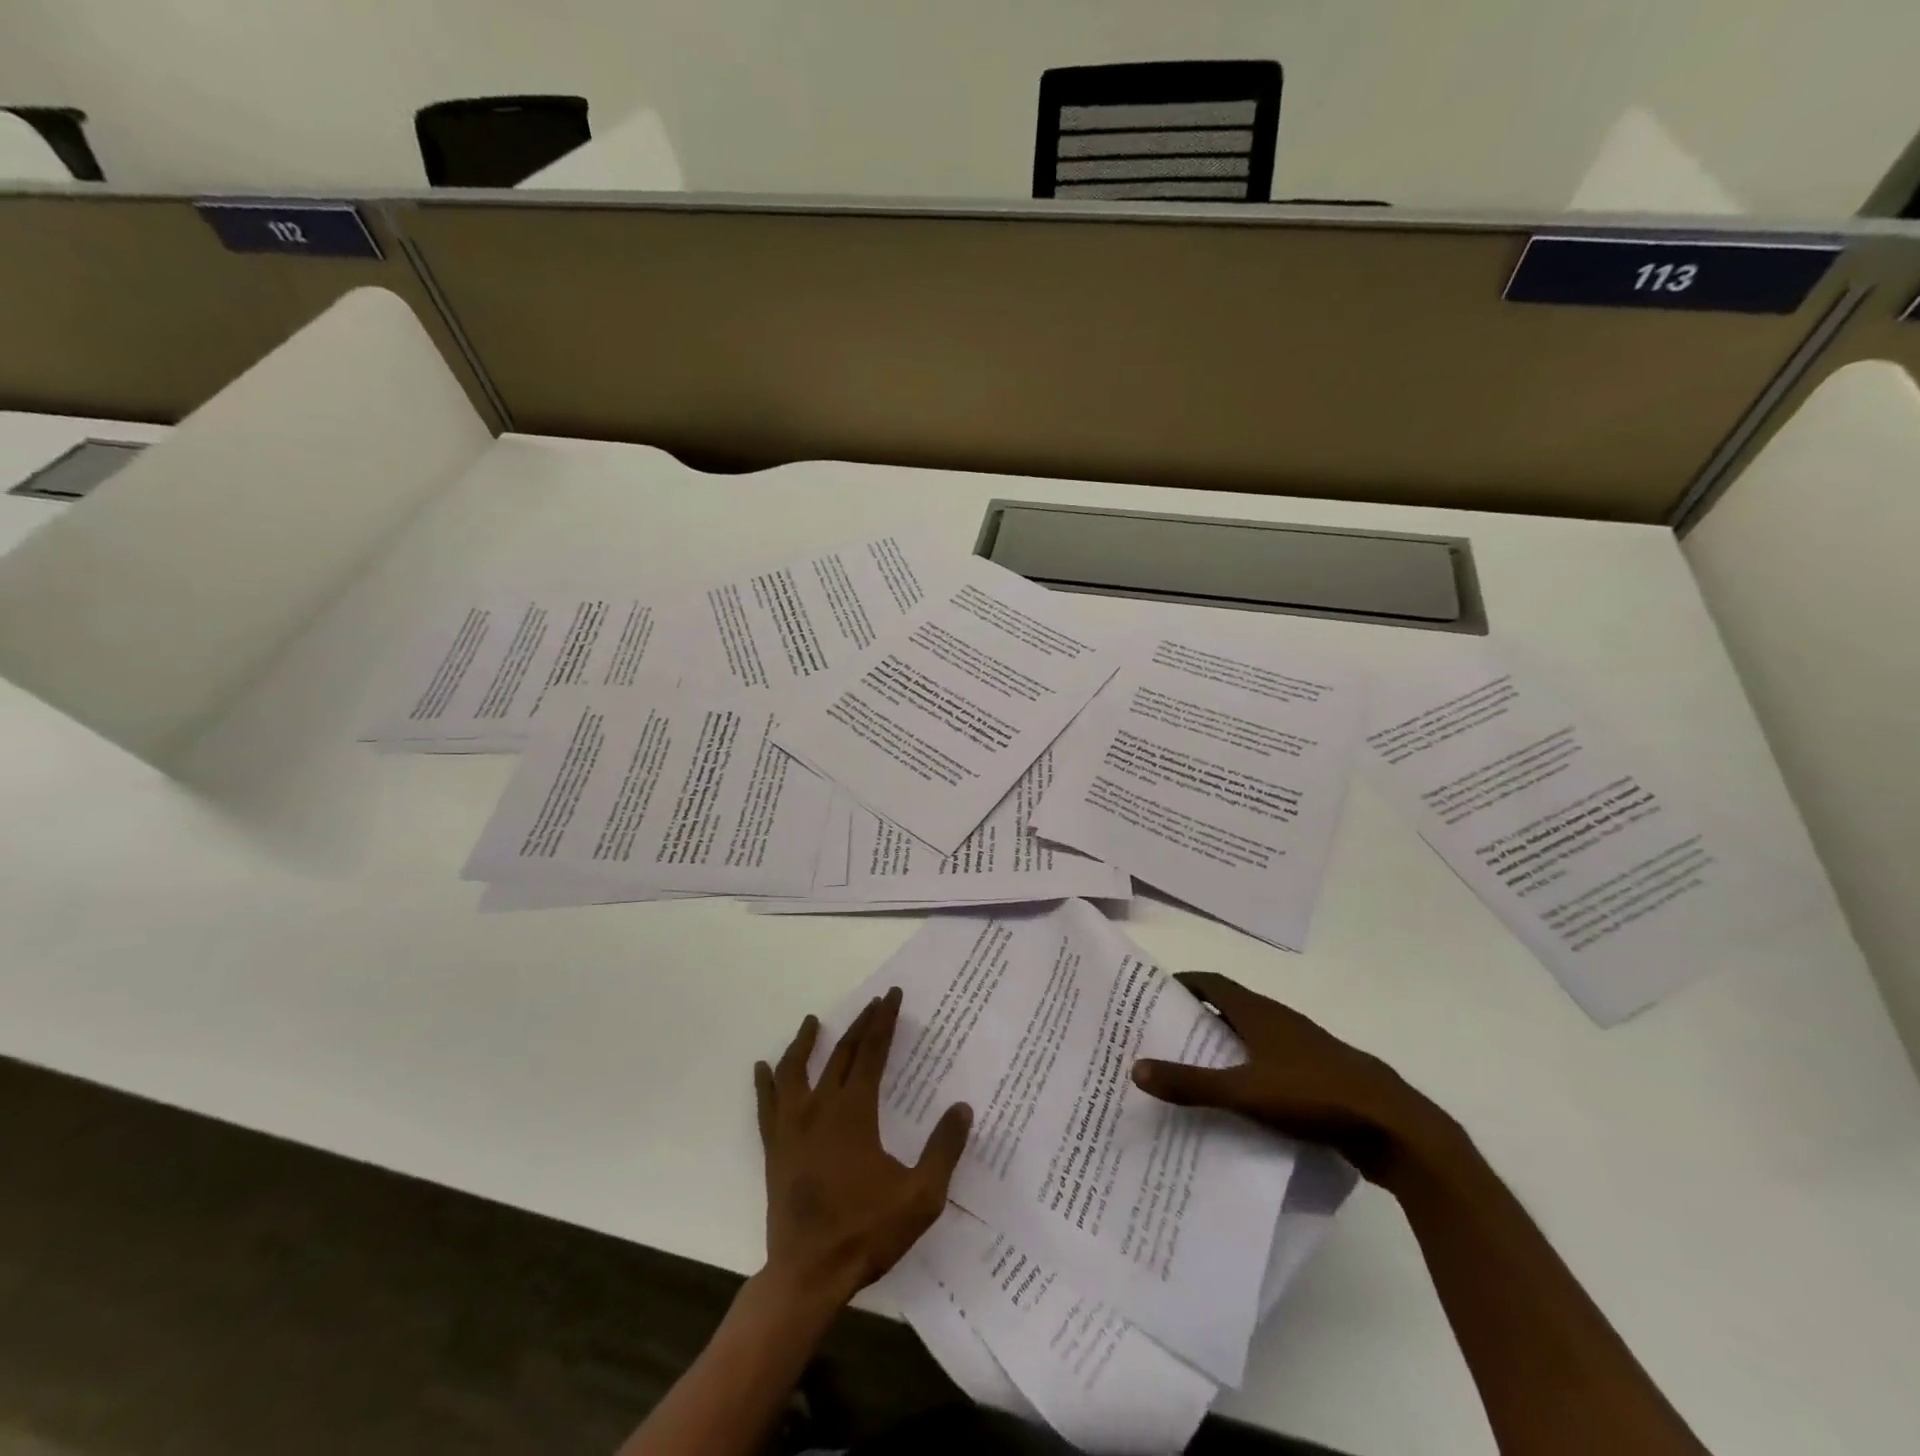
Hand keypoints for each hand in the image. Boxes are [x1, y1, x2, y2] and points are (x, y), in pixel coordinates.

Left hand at [754, 987, 972, 1307]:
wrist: (808, 1275)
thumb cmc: (866, 1233)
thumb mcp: (920, 1196)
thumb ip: (943, 1150)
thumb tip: (963, 1108)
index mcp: (854, 1111)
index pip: (871, 1052)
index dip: (883, 1021)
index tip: (890, 996)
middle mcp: (820, 1108)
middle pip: (841, 1053)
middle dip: (859, 1024)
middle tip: (872, 1003)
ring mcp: (791, 1127)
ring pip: (795, 1070)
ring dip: (805, 1043)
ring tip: (812, 1022)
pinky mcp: (774, 1149)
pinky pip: (766, 1106)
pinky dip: (765, 1083)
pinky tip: (762, 1068)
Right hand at [1132, 972, 1452, 1184]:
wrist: (1394, 1127)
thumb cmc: (1314, 1095)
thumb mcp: (1245, 1092)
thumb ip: (1191, 1083)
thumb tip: (1135, 1068)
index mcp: (1260, 1012)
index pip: (1212, 983)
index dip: (1183, 983)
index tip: (1154, 995)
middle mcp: (1280, 1021)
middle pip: (1230, 1008)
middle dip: (1197, 1018)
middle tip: (1164, 1036)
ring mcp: (1303, 1048)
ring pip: (1253, 1038)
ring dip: (1225, 1046)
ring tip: (1193, 1069)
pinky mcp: (1320, 1076)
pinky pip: (1272, 1064)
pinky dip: (1250, 1071)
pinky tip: (1240, 1101)